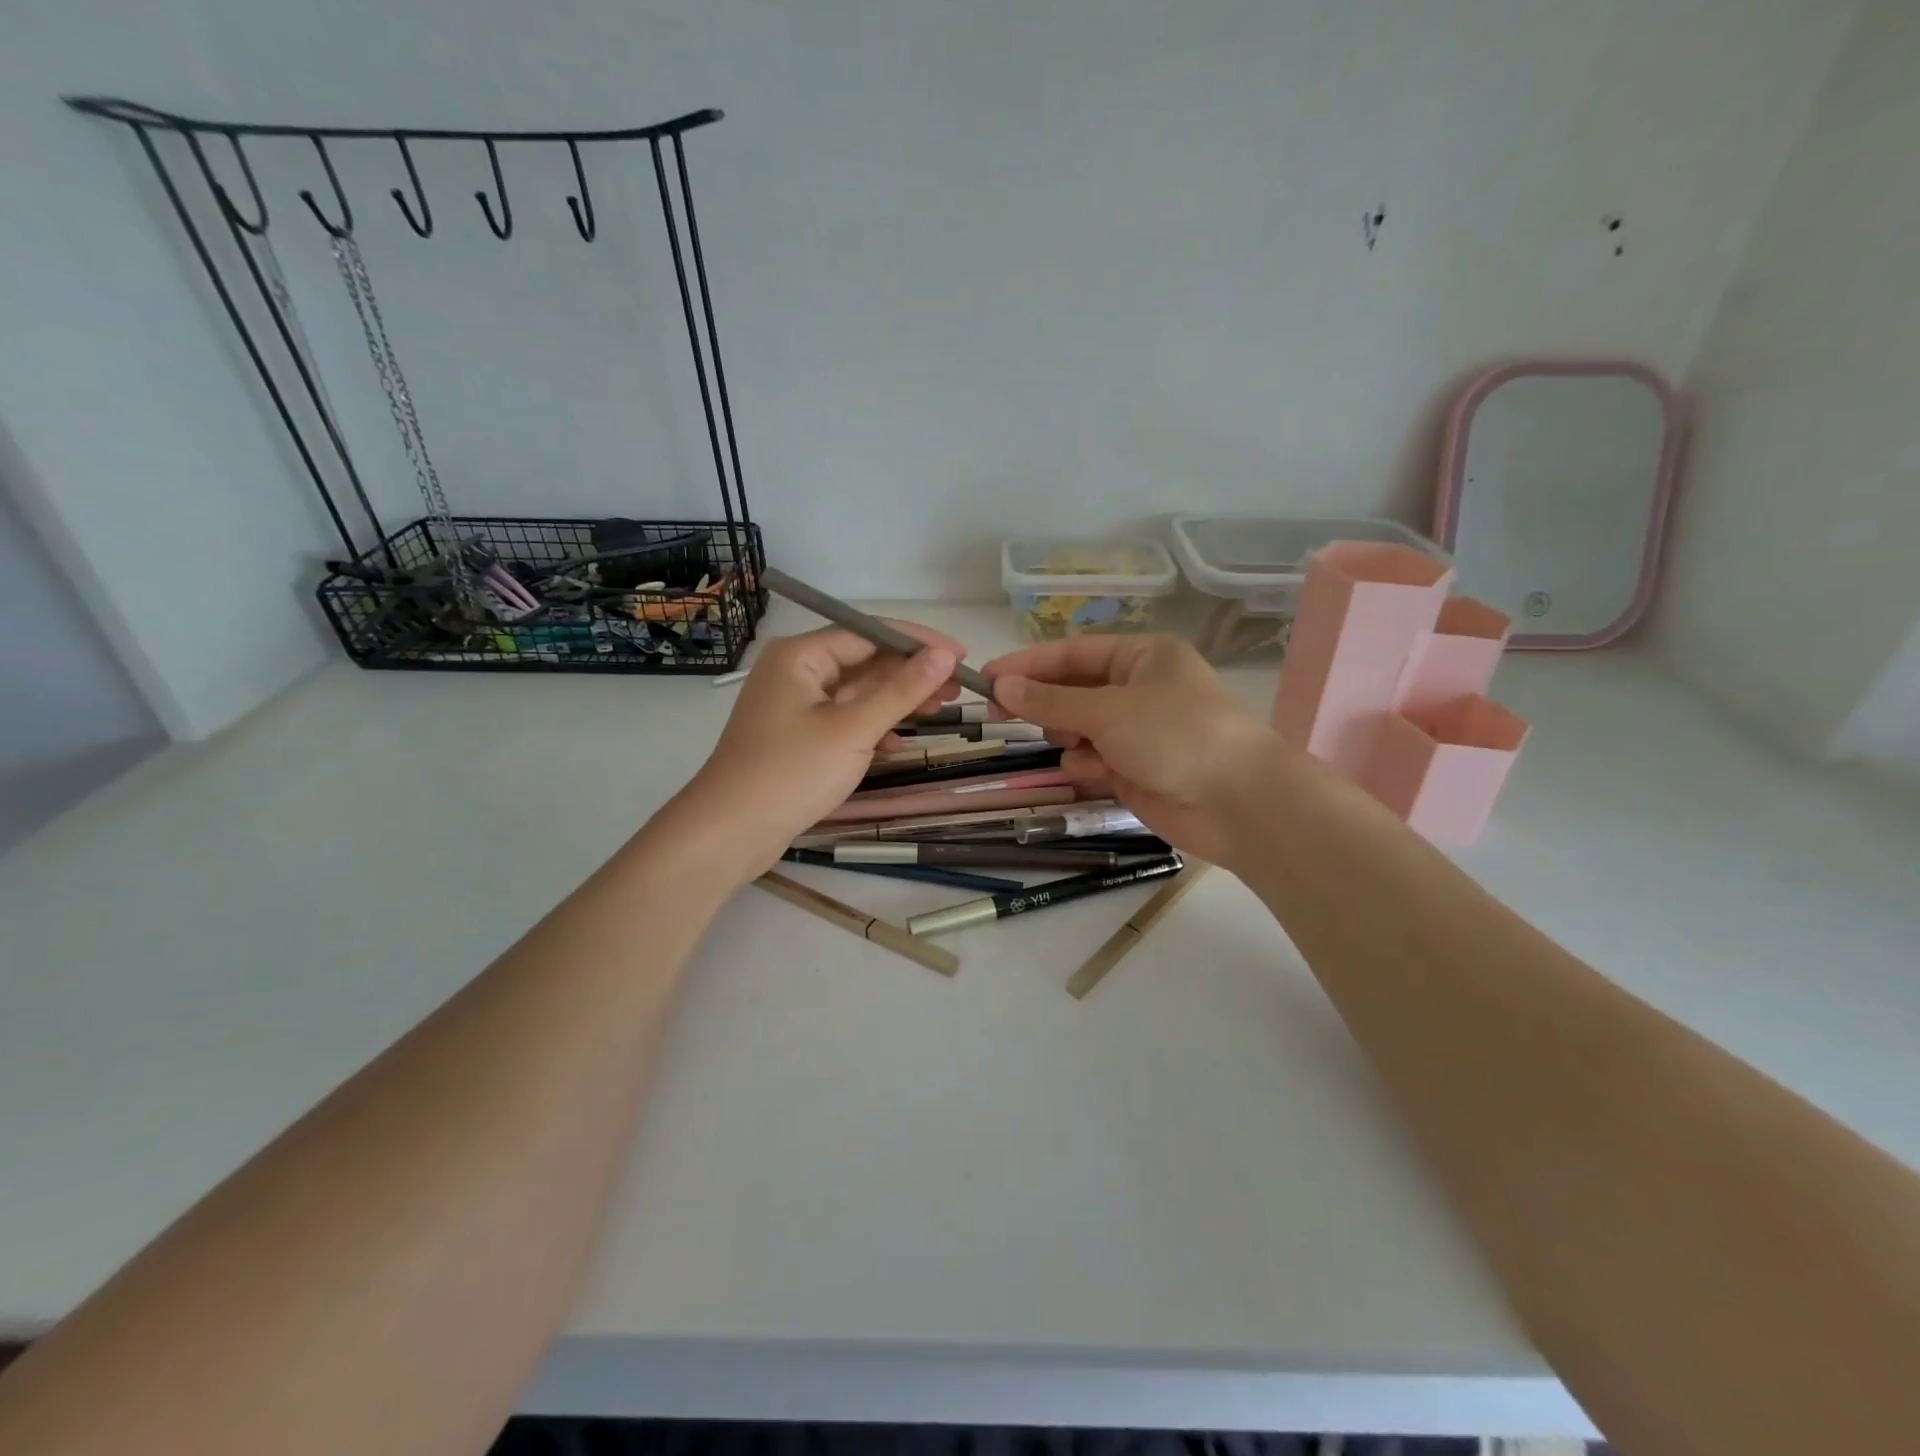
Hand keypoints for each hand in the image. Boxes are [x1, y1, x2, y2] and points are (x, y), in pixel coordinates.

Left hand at [654, 624, 963, 885]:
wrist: (730, 832)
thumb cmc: (791, 773)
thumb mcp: (854, 729)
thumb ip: (902, 690)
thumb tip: (944, 654)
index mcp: (800, 656)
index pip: (868, 633)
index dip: (917, 642)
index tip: (960, 654)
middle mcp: (794, 672)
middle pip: (863, 661)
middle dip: (910, 673)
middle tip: (958, 687)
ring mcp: (794, 706)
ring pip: (855, 692)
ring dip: (896, 700)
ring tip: (941, 708)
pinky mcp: (796, 736)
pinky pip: (843, 719)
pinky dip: (872, 726)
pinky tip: (898, 742)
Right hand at [984, 635, 1280, 867]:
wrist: (1236, 803)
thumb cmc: (1175, 736)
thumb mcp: (1108, 710)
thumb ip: (1051, 701)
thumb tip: (1001, 685)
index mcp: (1142, 657)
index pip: (1072, 653)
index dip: (1028, 665)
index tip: (986, 678)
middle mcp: (1139, 689)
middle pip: (1073, 690)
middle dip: (1042, 703)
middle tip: (997, 714)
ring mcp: (1137, 732)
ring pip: (1079, 728)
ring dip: (1066, 736)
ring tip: (1066, 745)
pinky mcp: (1135, 770)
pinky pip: (1093, 760)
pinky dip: (1086, 765)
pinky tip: (1091, 773)